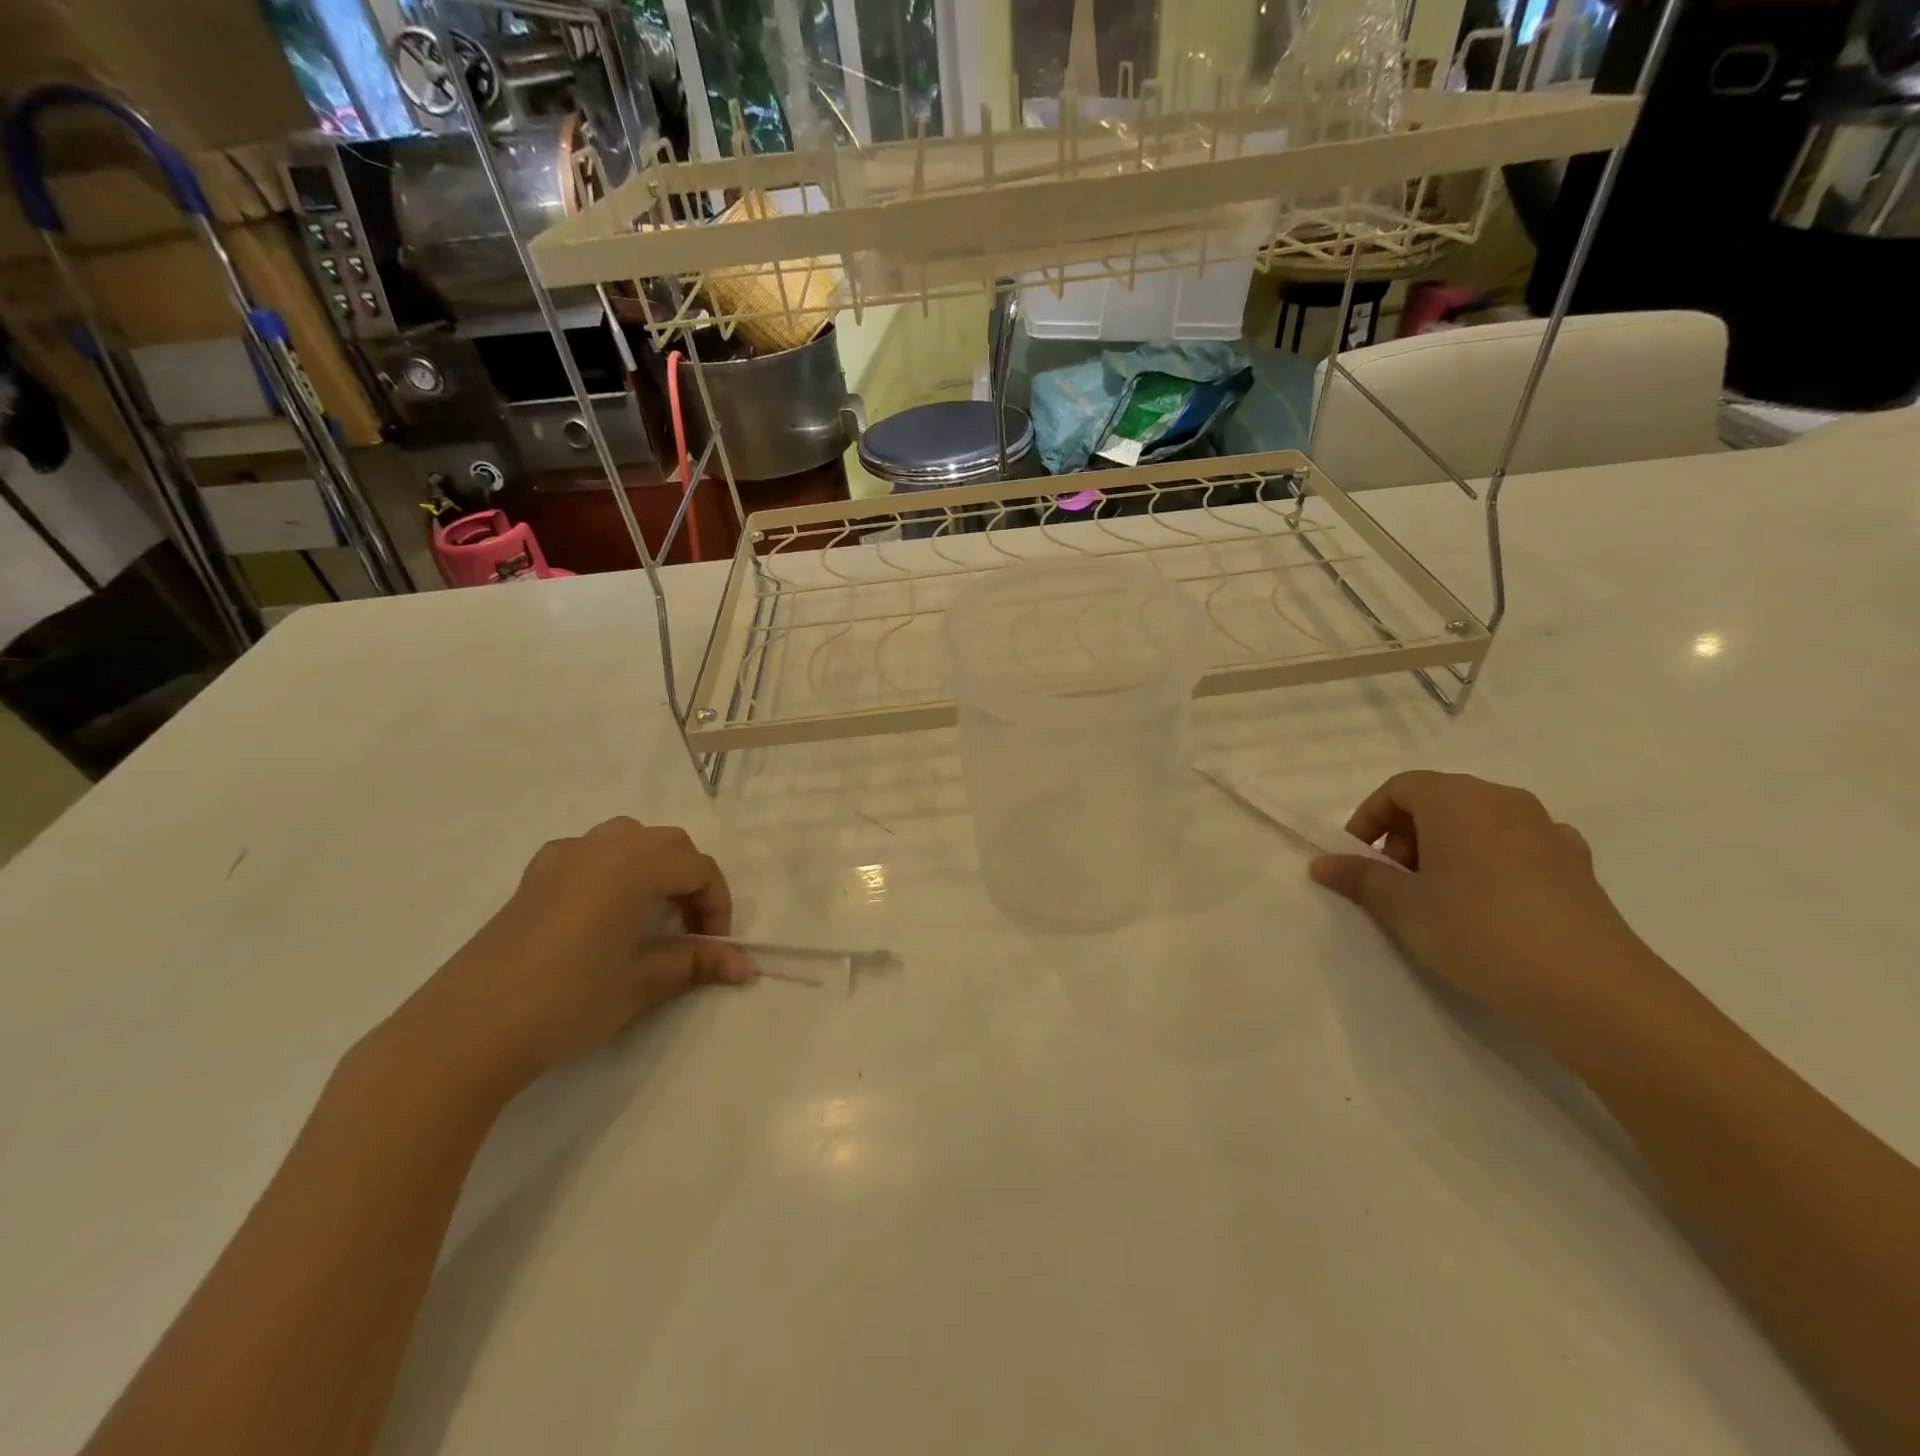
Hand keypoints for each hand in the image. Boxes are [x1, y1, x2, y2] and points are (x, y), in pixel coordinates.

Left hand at [391, 818, 752, 1099]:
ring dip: (653, 867)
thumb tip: (745, 965)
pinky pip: (588, 851)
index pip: (697, 868)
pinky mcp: (532, 878)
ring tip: (651, 914)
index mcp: (631, 866)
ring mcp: (560, 858)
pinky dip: (612, 868)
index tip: (714, 947)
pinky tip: (601, 911)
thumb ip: (695, 963)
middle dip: (690, 881)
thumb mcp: (641, 983)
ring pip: (627, 838)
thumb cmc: (566, 1002)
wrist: (465, 1032)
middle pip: (667, 843)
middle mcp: (599, 848)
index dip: (717, 904)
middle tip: (689, 931)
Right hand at [1308, 772, 1674, 1043]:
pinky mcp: (1577, 863)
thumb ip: (1360, 879)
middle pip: (1439, 800)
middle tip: (1395, 882)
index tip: (1358, 859)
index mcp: (1457, 800)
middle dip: (1405, 835)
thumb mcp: (1404, 908)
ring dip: (1446, 848)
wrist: (1593, 991)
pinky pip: (1517, 846)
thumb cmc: (1478, 933)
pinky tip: (1490, 904)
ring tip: (1439, 898)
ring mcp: (1547, 830)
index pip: (1399, 788)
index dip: (1369, 818)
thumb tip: (1320, 863)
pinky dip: (1490, 862)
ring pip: (1478, 823)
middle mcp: (1504, 801)